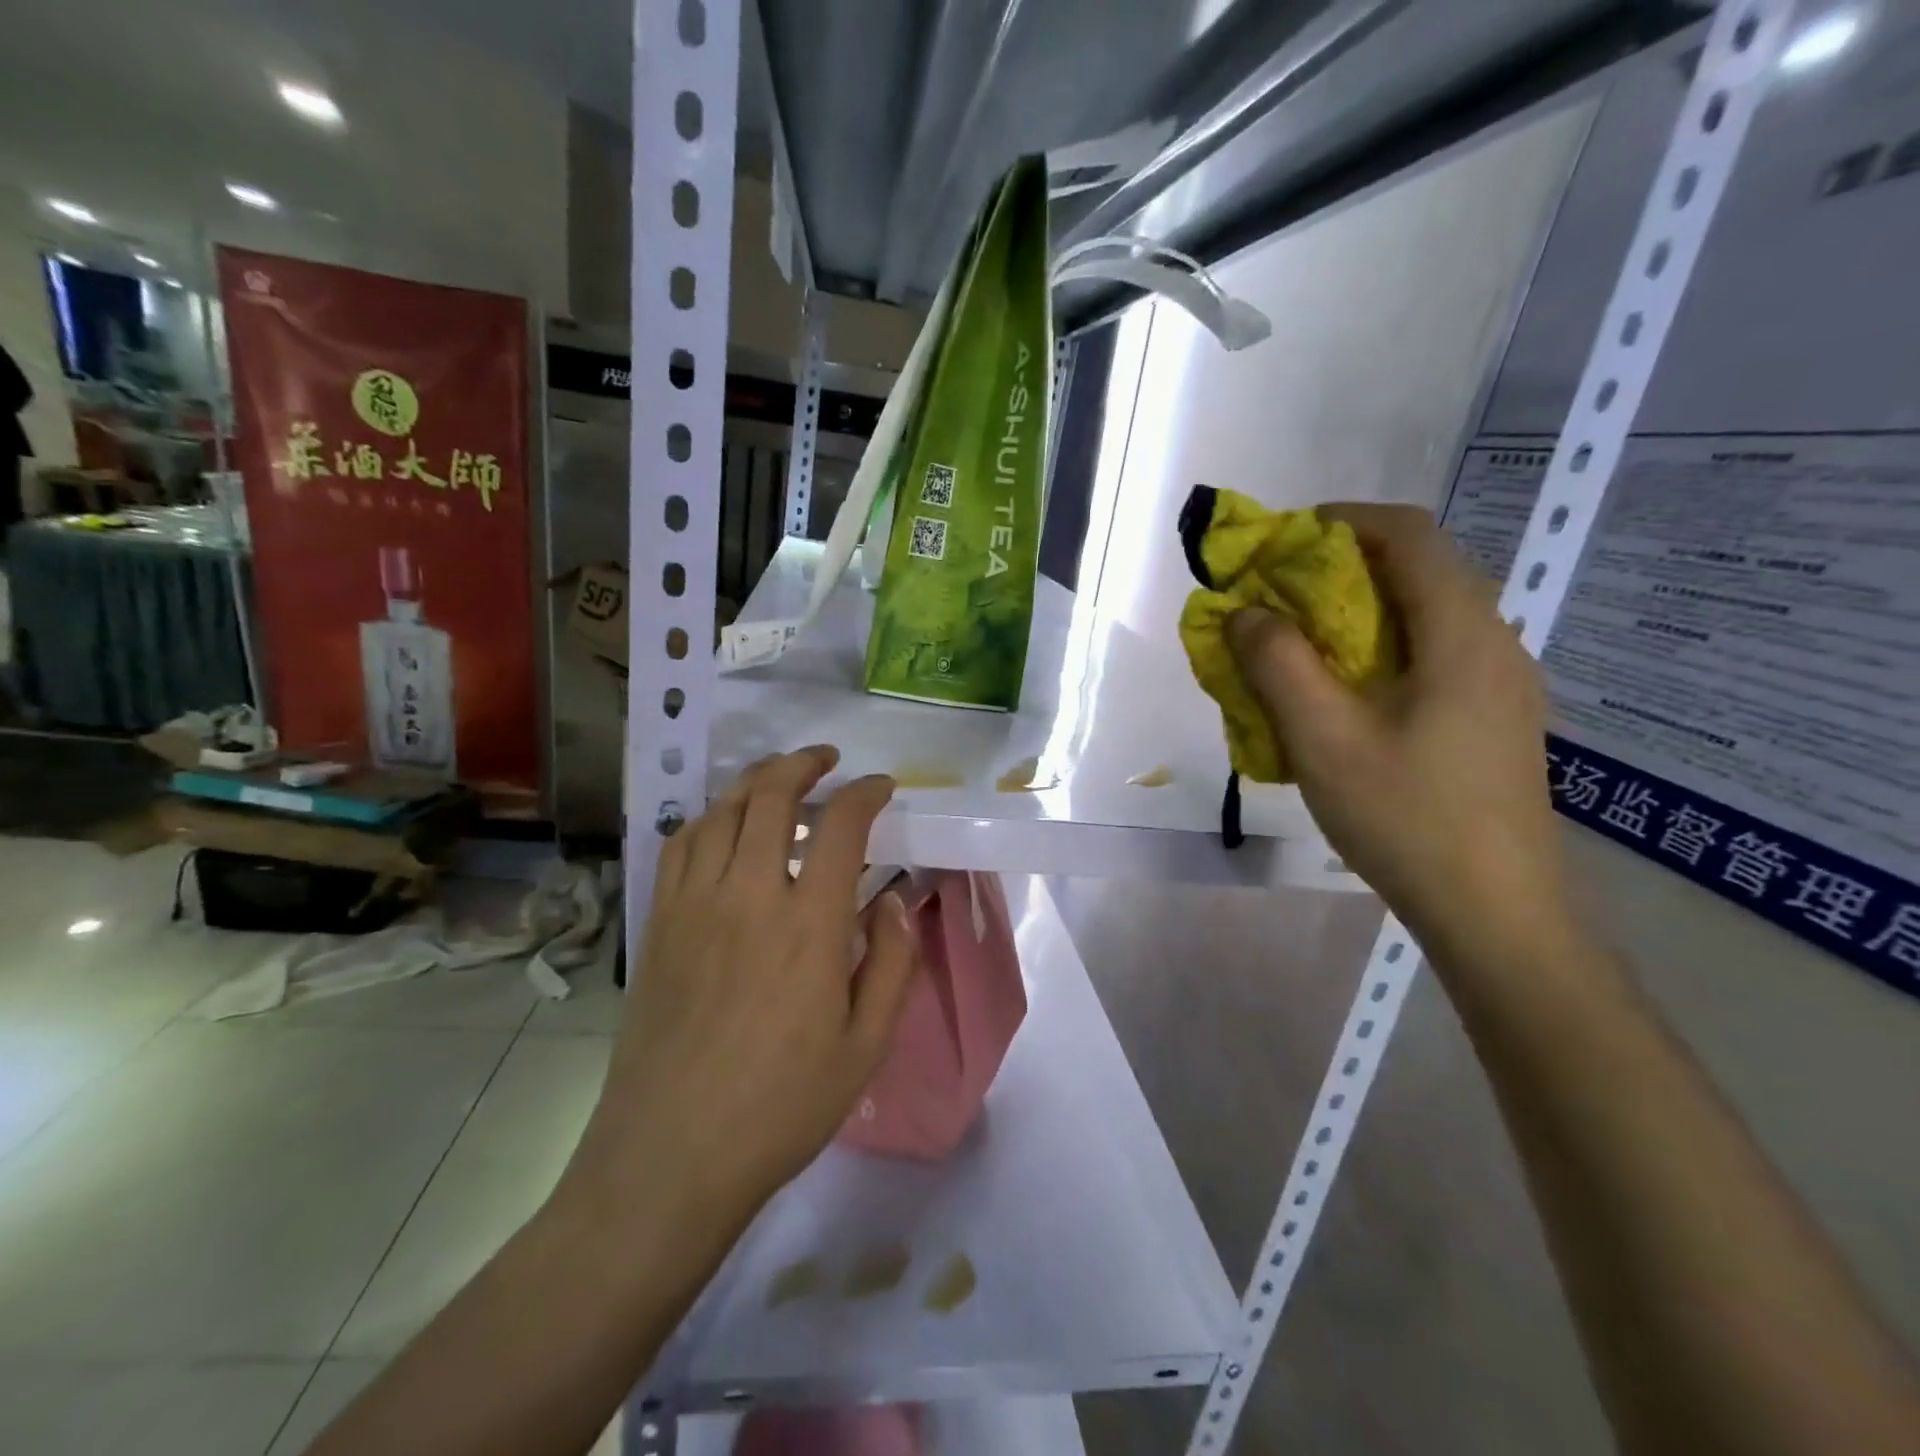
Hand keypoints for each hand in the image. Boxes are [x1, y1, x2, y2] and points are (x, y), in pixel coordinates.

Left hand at [564, 747, 917, 1235]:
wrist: (670, 1157)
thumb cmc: (782, 1106)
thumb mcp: (867, 1045)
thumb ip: (893, 961)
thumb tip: (895, 900)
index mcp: (810, 925)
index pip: (841, 826)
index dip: (865, 794)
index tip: (881, 788)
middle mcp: (749, 896)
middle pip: (772, 796)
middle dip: (805, 764)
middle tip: (828, 761)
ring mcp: (695, 905)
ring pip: (723, 811)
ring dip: (756, 780)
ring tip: (781, 777)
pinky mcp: (659, 923)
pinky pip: (682, 845)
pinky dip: (711, 817)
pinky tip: (726, 825)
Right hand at [1226, 504, 1571, 960]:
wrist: (1495, 912)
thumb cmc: (1407, 817)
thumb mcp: (1324, 739)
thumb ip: (1279, 664)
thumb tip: (1247, 611)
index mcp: (1462, 634)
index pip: (1409, 535)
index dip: (1342, 522)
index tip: (1282, 542)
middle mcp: (1494, 644)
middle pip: (1418, 571)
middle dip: (1340, 569)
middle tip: (1278, 599)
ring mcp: (1501, 684)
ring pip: (1424, 616)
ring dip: (1357, 613)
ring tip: (1302, 648)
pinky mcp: (1494, 719)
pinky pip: (1432, 657)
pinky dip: (1379, 651)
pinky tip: (1344, 699)